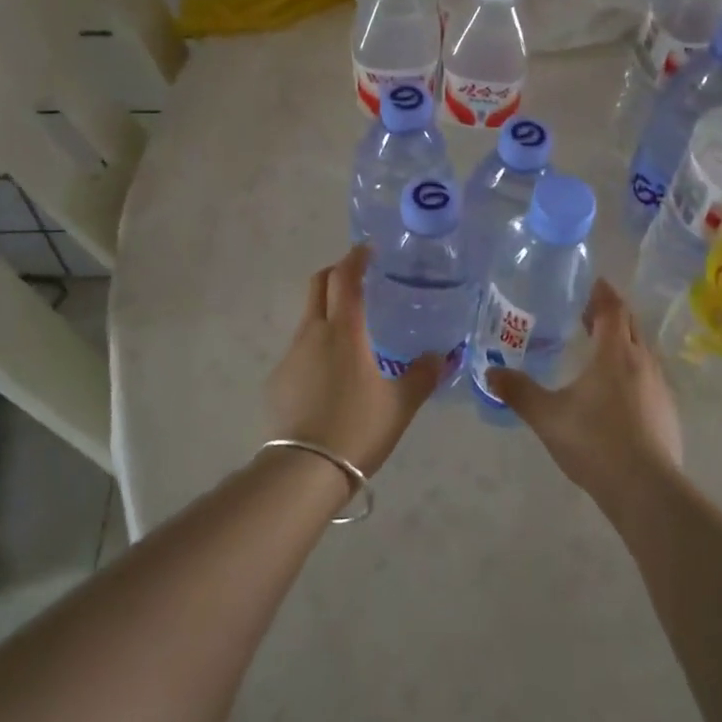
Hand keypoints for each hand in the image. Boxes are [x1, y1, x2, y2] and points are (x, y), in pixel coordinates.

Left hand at [267, 246, 441, 475]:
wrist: (304, 471)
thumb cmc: (357, 429)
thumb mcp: (400, 405)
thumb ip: (423, 376)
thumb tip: (442, 356)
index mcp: (343, 331)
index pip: (345, 278)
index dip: (356, 258)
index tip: (369, 249)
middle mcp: (312, 334)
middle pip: (318, 285)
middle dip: (336, 273)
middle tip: (359, 279)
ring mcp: (290, 356)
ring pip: (308, 317)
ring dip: (327, 310)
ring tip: (353, 331)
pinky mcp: (278, 380)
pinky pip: (300, 349)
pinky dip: (317, 345)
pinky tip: (333, 374)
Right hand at [487, 278, 682, 510]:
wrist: (646, 489)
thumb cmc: (595, 441)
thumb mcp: (547, 416)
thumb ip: (519, 392)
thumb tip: (490, 374)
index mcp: (614, 353)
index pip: (613, 309)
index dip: (603, 294)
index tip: (594, 283)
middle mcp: (642, 362)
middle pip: (631, 325)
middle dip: (612, 314)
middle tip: (589, 313)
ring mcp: (660, 388)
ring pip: (642, 351)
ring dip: (624, 342)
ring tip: (600, 350)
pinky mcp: (667, 412)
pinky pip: (649, 377)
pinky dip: (632, 370)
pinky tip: (617, 392)